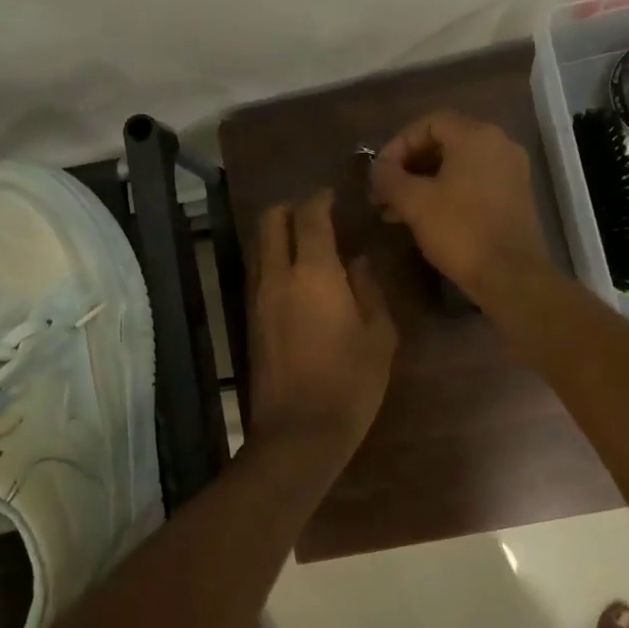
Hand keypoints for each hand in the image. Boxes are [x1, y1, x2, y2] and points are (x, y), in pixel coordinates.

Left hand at [249, 190, 396, 457]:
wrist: (299, 432)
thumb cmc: (350, 382)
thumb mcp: (379, 335)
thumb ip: (368, 288)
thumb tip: (357, 261)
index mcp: (314, 273)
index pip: (309, 215)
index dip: (320, 198)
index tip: (333, 195)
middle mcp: (278, 276)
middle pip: (270, 221)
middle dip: (291, 208)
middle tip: (317, 216)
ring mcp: (257, 297)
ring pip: (260, 246)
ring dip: (279, 234)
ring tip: (308, 245)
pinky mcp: (249, 319)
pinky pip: (258, 272)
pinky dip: (273, 261)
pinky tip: (297, 278)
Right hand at [369, 110, 550, 302]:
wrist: (511, 276)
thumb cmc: (460, 231)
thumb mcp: (414, 202)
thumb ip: (390, 177)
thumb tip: (379, 168)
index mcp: (476, 136)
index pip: (428, 123)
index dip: (398, 144)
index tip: (379, 172)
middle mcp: (499, 145)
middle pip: (444, 143)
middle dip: (408, 166)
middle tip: (383, 192)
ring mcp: (510, 172)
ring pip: (457, 166)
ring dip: (423, 183)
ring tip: (394, 210)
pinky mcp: (514, 198)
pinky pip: (473, 183)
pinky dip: (446, 193)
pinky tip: (423, 218)